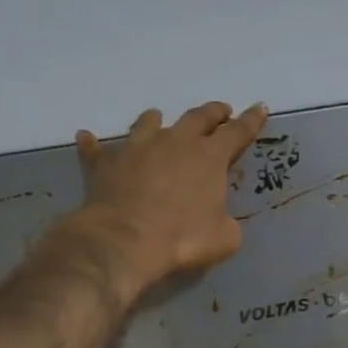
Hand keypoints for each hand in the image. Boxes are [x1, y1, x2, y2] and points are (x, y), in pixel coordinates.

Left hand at [70, 101, 268, 293]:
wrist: (126, 240)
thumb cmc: (183, 238)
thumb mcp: (225, 238)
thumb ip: (227, 222)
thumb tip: (221, 219)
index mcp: (209, 157)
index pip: (237, 132)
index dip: (251, 121)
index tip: (260, 108)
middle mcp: (175, 142)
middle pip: (197, 117)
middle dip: (213, 113)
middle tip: (221, 111)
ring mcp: (137, 148)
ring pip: (148, 123)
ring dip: (156, 120)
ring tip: (157, 117)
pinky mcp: (106, 163)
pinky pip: (97, 149)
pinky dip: (94, 145)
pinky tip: (87, 138)